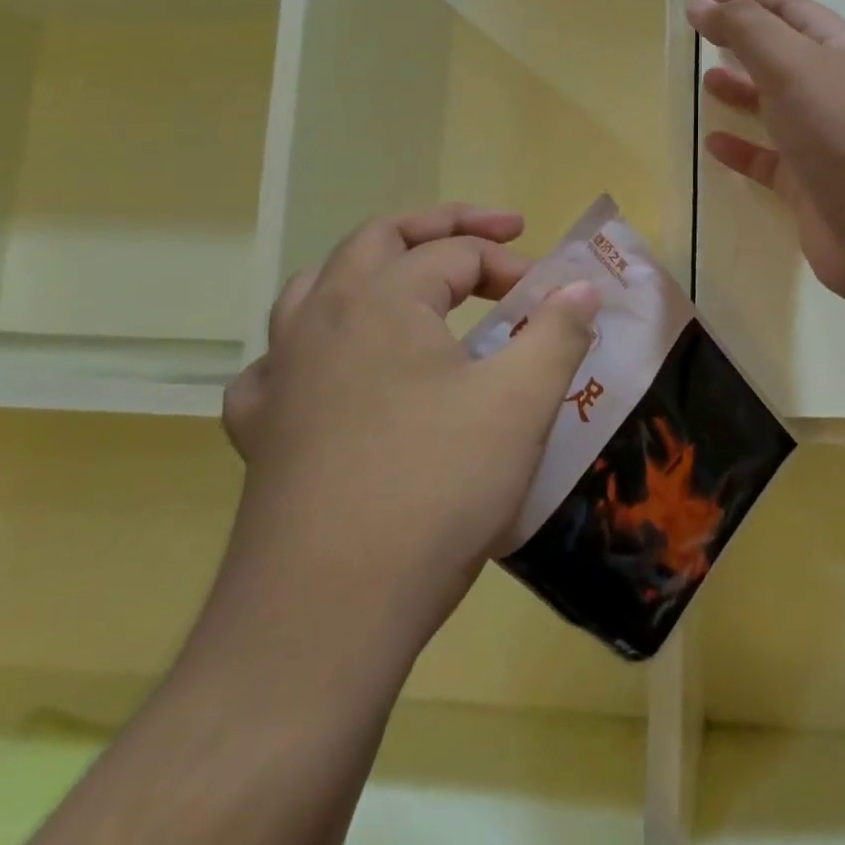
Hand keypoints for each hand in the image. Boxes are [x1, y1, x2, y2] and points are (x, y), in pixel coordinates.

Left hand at [221, 203, 599, 648]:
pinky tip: (334, 376)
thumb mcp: (521, 404)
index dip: (512, 267)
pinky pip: (279, 366)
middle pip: (378, 239)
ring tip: (409, 286)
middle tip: (493, 234)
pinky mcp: (261, 433)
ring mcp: (281, 375)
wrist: (325, 617)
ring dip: (370, 272)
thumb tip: (583, 288)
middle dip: (440, 227)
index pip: (457, 253)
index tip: (551, 302)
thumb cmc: (434, 490)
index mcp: (382, 299)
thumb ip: (557, 332)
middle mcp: (322, 319)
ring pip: (317, 288)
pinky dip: (313, 350)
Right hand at [689, 0, 844, 307]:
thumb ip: (746, 30)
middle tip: (704, 33)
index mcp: (836, 50)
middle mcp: (832, 90)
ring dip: (743, 91)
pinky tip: (714, 145)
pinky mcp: (808, 185)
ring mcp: (822, 140)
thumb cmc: (841, 130)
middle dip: (746, 40)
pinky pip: (768, 159)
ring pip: (775, 106)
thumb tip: (704, 5)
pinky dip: (742, 149)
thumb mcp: (792, 64)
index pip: (789, 9)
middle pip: (783, 55)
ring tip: (707, 81)